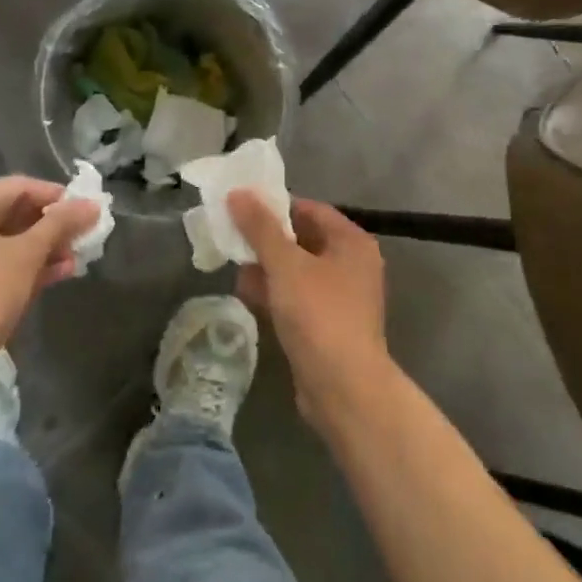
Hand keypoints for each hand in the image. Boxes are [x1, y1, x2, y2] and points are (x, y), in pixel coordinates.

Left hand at [0, 177, 98, 373]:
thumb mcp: (27, 255)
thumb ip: (60, 224)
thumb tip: (92, 204)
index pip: (21, 186)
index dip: (58, 197)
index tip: (88, 212)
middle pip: (13, 211)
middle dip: (52, 226)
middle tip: (84, 237)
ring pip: (7, 239)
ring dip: (43, 247)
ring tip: (76, 259)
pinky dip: (24, 264)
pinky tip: (57, 274)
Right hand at [230, 193, 390, 420]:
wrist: (344, 389)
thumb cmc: (319, 315)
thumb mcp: (285, 264)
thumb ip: (260, 227)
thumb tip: (238, 193)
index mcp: (350, 243)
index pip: (309, 209)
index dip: (275, 206)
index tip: (241, 206)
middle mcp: (350, 265)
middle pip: (301, 239)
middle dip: (265, 238)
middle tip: (230, 234)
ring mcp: (339, 297)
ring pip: (295, 270)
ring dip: (265, 266)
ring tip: (232, 263)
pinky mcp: (326, 325)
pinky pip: (295, 297)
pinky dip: (273, 292)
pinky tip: (245, 293)